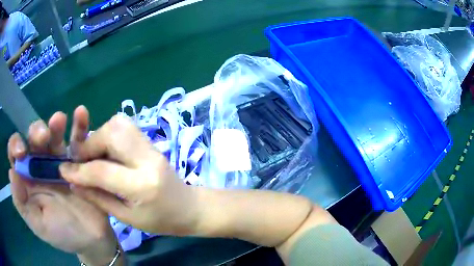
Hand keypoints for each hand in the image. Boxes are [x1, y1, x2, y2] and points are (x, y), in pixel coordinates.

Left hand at [8, 107, 118, 265]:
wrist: (92, 240)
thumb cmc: (62, 234)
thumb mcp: (38, 224)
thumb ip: (21, 203)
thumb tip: (11, 173)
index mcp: (27, 178)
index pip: (15, 153)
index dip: (15, 145)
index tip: (22, 152)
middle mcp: (39, 165)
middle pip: (33, 138)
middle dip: (36, 132)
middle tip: (43, 137)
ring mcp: (58, 161)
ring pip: (53, 135)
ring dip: (55, 125)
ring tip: (59, 120)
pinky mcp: (77, 162)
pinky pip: (77, 141)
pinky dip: (79, 127)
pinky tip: (81, 114)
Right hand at [60, 114, 198, 234]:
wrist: (190, 207)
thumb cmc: (161, 221)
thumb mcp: (127, 218)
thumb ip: (98, 199)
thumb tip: (73, 183)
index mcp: (142, 186)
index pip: (102, 170)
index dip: (78, 170)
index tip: (62, 170)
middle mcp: (147, 159)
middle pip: (111, 133)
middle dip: (89, 144)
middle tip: (80, 159)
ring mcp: (151, 147)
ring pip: (118, 124)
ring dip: (98, 136)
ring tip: (92, 155)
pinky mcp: (151, 142)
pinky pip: (125, 128)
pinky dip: (108, 135)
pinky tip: (105, 152)